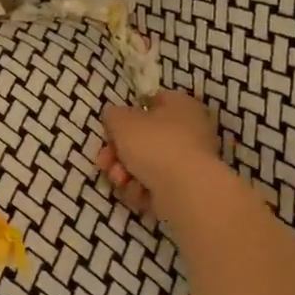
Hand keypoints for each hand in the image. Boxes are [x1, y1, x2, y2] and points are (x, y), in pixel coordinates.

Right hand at [98, 91, 222, 217]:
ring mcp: (189, 162)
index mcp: (182, 106)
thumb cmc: (154, 144)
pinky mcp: (186, 188)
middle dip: (118, 152)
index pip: (152, 102)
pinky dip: (142, 189)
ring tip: (120, 180)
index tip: (111, 129)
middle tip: (105, 161)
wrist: (185, 189)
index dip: (128, 114)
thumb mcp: (122, 121)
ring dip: (125, 172)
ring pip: (146, 164)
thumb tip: (114, 116)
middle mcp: (190, 131)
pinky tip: (138, 192)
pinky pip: (155, 184)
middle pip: (144, 138)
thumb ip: (113, 115)